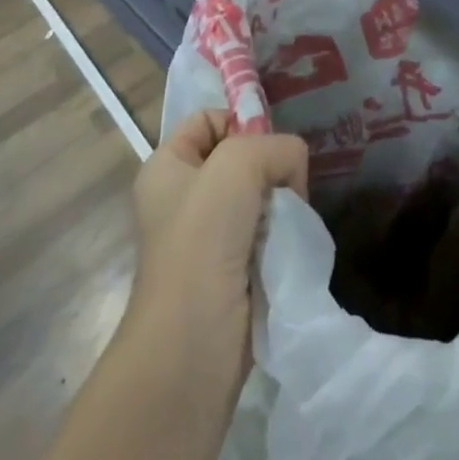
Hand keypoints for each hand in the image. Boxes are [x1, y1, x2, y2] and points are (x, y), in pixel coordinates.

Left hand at [131, 110, 308, 381]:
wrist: (193, 341)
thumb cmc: (203, 239)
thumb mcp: (240, 163)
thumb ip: (278, 146)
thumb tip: (292, 173)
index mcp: (166, 167)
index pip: (211, 118)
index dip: (241, 122)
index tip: (266, 147)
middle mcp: (182, 197)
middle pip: (242, 157)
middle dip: (271, 167)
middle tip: (285, 188)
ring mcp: (207, 236)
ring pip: (260, 195)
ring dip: (281, 204)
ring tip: (288, 221)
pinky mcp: (232, 269)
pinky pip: (267, 231)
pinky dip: (283, 234)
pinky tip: (288, 245)